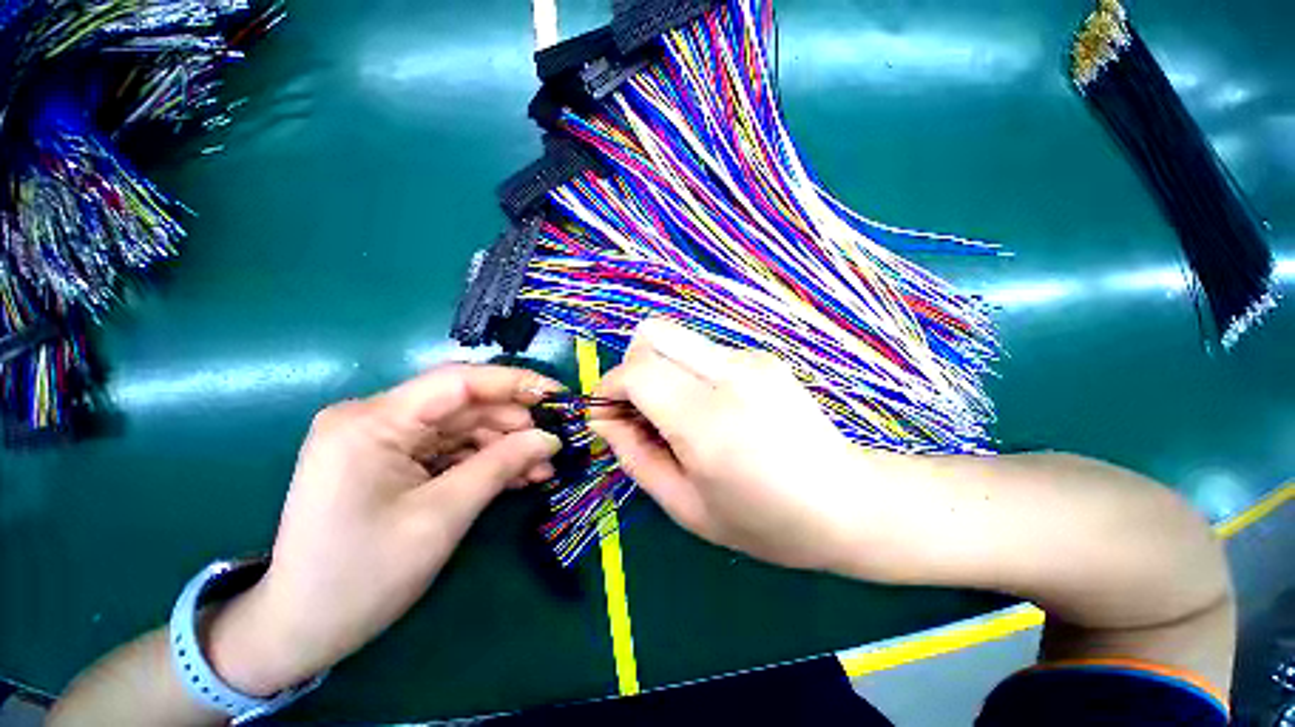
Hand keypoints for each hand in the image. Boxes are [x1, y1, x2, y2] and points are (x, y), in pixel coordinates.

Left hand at [206, 364, 561, 695]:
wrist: (299, 631)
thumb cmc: (362, 578)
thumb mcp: (442, 517)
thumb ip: (502, 466)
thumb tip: (550, 437)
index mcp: (372, 422)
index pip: (459, 381)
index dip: (516, 383)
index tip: (559, 395)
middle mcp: (374, 418)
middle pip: (463, 404)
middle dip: (515, 423)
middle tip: (555, 444)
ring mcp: (382, 439)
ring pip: (462, 427)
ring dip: (505, 445)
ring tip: (542, 468)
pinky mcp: (391, 459)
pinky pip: (449, 449)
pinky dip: (485, 460)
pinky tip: (517, 476)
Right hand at [593, 319, 864, 571]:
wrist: (849, 502)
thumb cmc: (766, 522)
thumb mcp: (686, 507)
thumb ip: (635, 457)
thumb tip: (606, 419)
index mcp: (710, 422)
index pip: (638, 371)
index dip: (609, 387)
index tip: (608, 415)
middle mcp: (731, 376)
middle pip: (653, 334)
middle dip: (631, 367)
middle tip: (640, 411)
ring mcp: (751, 360)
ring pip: (676, 340)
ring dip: (659, 371)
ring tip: (676, 416)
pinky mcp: (762, 358)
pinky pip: (702, 353)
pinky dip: (687, 374)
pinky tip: (710, 410)